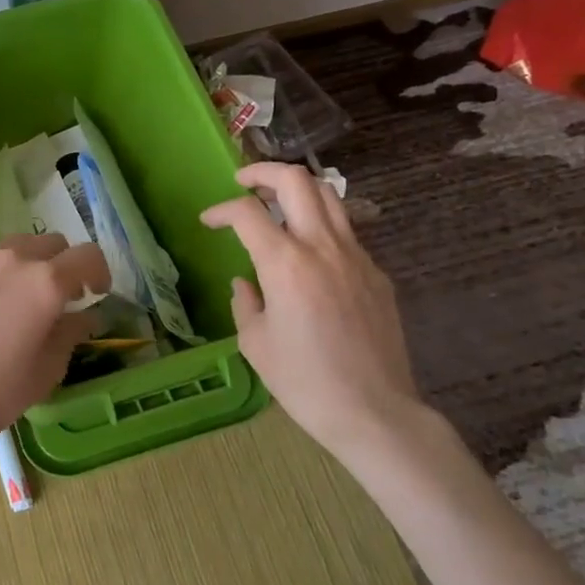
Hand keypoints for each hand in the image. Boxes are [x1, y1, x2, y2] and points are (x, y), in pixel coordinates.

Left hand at [0, 233, 110, 459]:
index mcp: (45, 282)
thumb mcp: (50, 367)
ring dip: (26, 264)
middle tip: (58, 296)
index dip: (98, 273)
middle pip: (50, 243)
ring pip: (14, 246)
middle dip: (62, 265)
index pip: (88, 256)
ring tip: (18, 297)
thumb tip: (85, 315)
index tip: (94, 293)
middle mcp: (12, 259)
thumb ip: (72, 331)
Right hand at [201, 163, 427, 458]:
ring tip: (276, 203)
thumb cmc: (303, 381)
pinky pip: (346, 233)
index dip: (220, 210)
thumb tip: (246, 283)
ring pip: (330, 197)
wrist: (373, 411)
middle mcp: (323, 247)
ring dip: (297, 190)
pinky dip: (320, 226)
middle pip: (297, 181)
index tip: (208, 221)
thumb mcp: (255, 343)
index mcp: (285, 263)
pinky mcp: (377, 275)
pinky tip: (308, 255)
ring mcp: (357, 257)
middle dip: (263, 172)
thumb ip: (245, 302)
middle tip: (243, 184)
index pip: (247, 213)